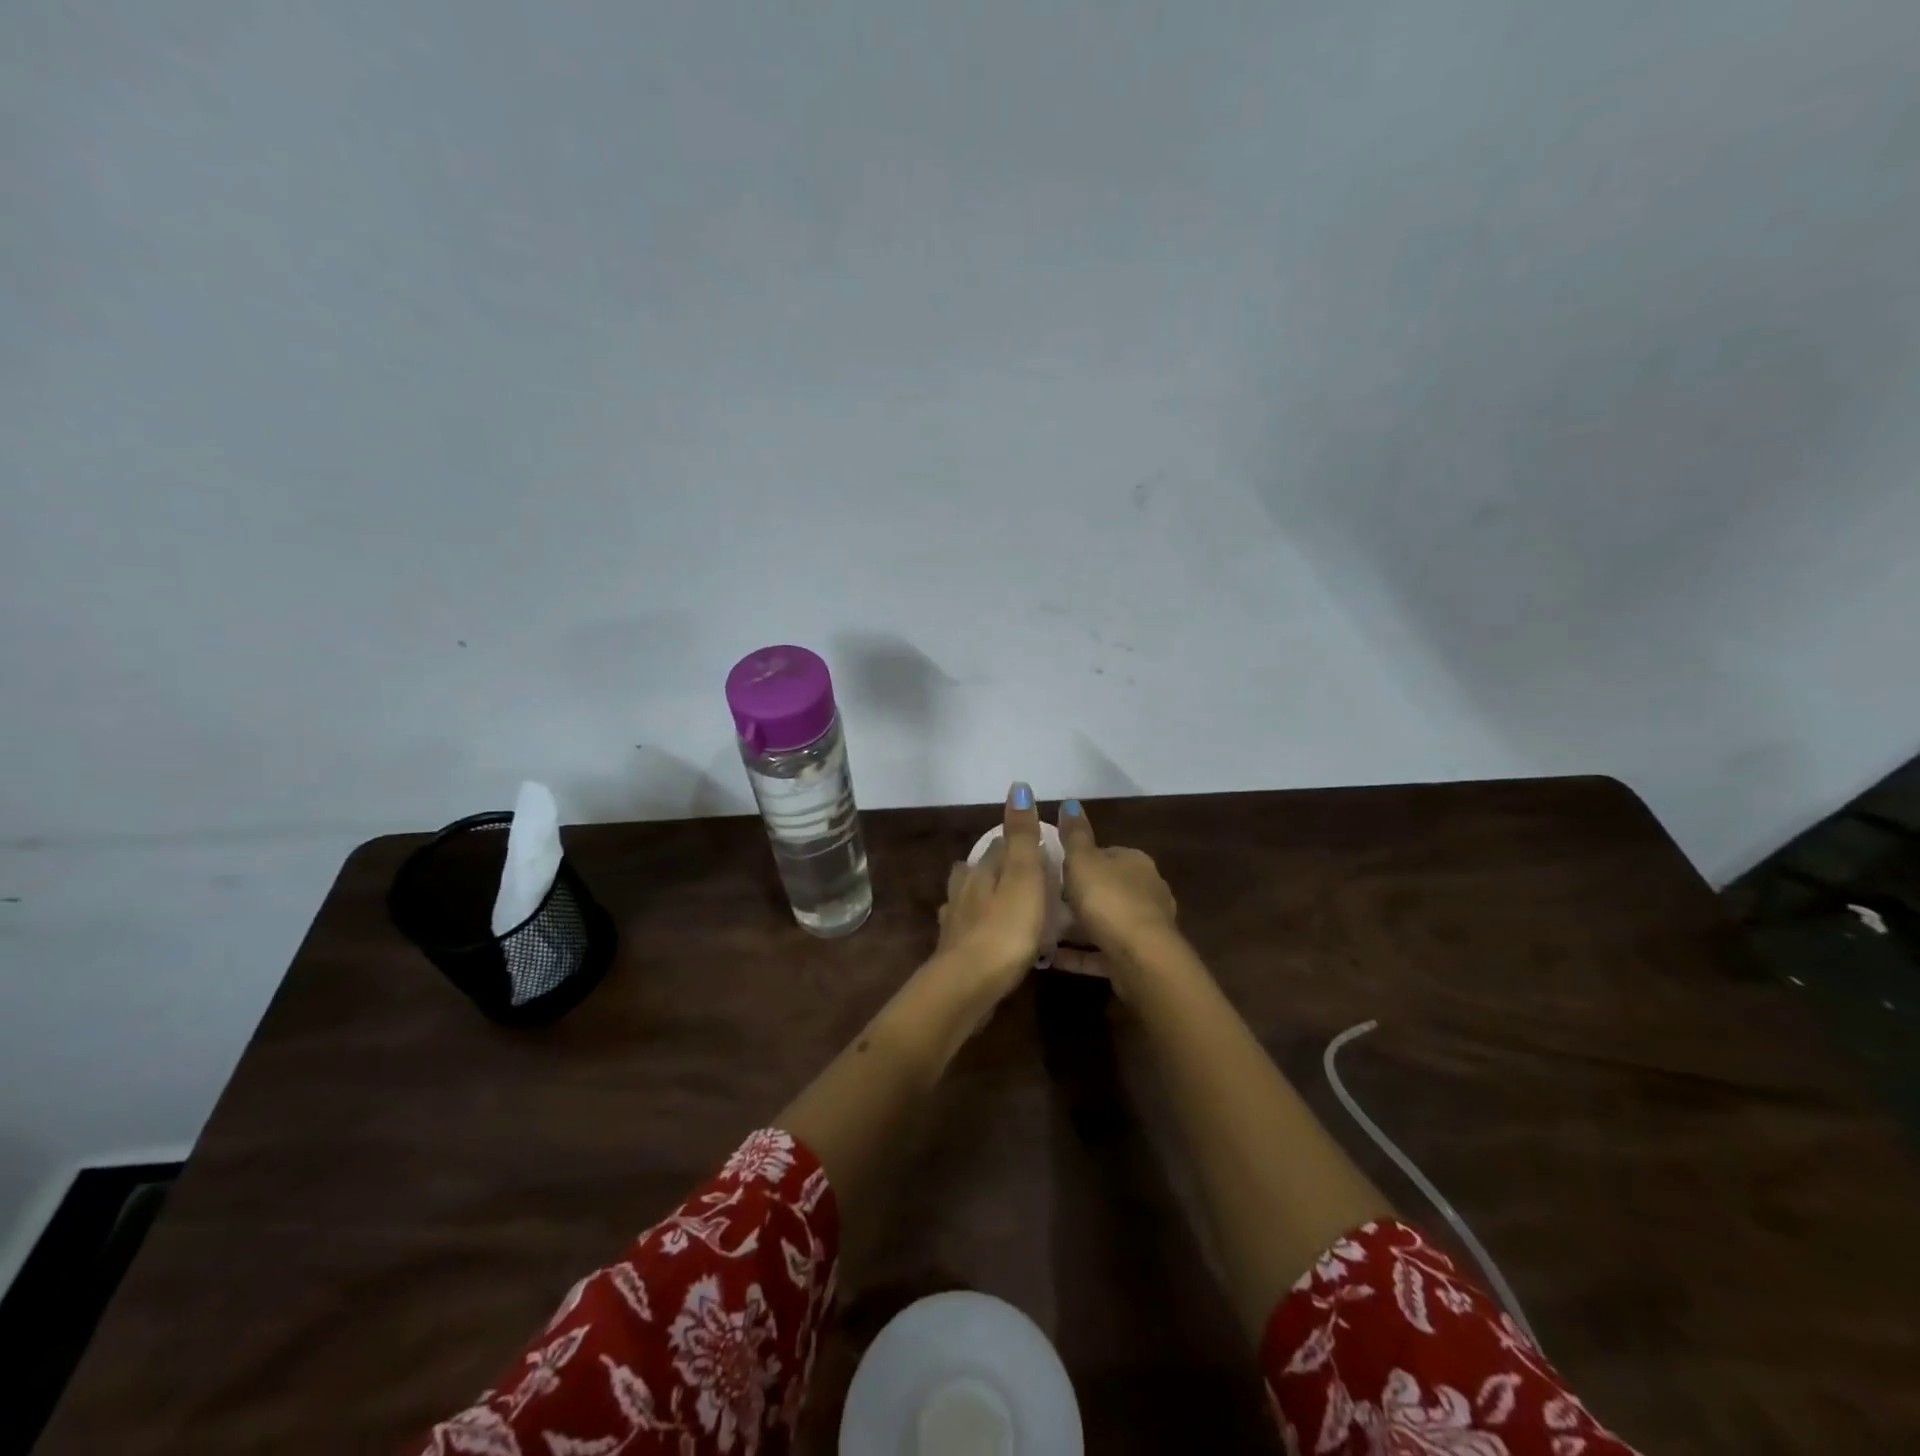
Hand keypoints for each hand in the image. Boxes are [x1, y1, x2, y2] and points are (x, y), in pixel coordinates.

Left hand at [934, 782, 1048, 1009]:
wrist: (968, 984)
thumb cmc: (1005, 928)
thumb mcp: (1023, 876)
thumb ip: (1021, 835)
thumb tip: (1017, 786)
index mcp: (982, 870)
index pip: (998, 846)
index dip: (1016, 843)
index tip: (1036, 846)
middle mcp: (964, 891)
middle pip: (977, 870)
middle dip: (993, 867)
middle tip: (1018, 872)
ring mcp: (955, 922)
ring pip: (966, 898)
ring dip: (979, 895)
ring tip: (997, 900)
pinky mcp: (953, 952)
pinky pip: (965, 930)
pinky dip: (974, 927)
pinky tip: (979, 934)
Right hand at [1055, 799, 1176, 968]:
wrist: (1141, 958)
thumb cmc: (1109, 900)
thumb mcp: (1083, 860)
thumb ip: (1075, 834)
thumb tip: (1070, 802)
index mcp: (1135, 862)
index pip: (1105, 854)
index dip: (1079, 861)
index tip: (1053, 870)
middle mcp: (1146, 891)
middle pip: (1105, 888)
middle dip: (1078, 895)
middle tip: (1044, 901)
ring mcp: (1144, 927)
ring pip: (1104, 922)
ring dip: (1078, 927)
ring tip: (1043, 931)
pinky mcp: (1137, 958)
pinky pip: (1101, 952)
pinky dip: (1079, 954)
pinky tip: (1052, 959)